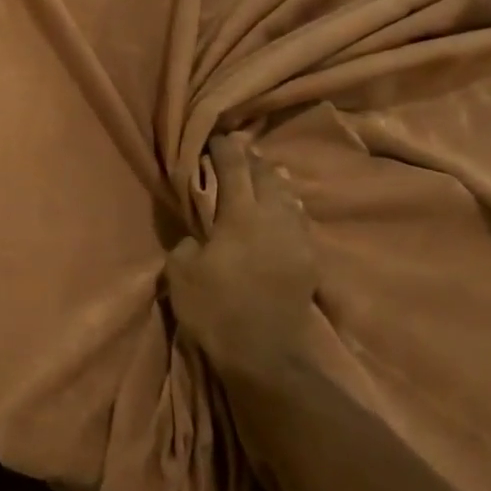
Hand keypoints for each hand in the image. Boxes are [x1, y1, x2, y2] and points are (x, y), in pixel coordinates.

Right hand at [165, 134, 316, 387]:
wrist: (265, 353)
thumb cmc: (216, 309)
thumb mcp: (181, 274)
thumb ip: (188, 243)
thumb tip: (199, 236)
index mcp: (241, 215)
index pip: (234, 169)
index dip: (224, 149)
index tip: (216, 137)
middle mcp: (274, 218)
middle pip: (267, 176)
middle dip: (252, 160)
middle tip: (240, 151)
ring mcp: (297, 239)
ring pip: (288, 196)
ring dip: (274, 182)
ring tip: (266, 173)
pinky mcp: (309, 260)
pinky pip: (298, 220)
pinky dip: (287, 207)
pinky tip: (284, 210)